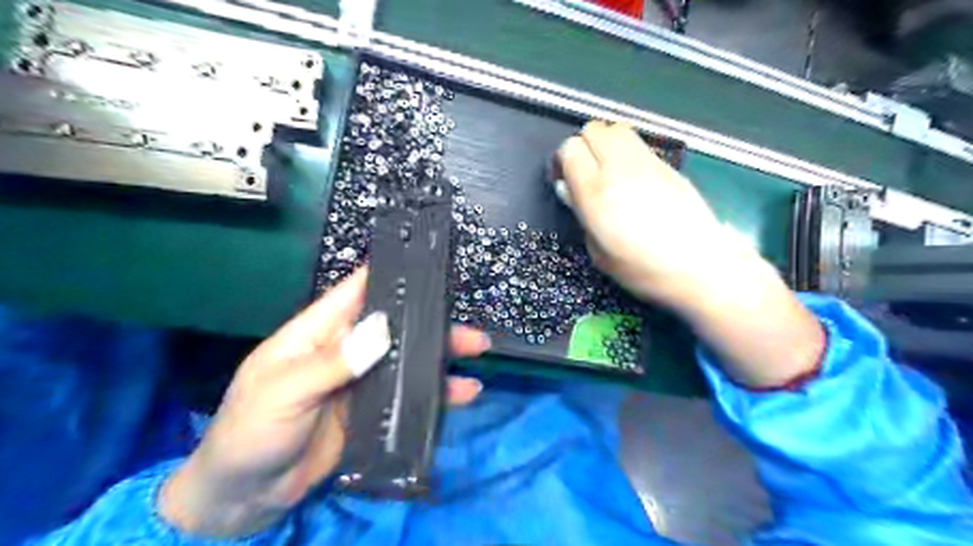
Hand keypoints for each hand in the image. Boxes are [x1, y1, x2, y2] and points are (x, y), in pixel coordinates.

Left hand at [160, 268, 493, 536]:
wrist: (245, 496)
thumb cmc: (250, 431)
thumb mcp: (283, 392)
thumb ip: (332, 363)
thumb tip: (383, 330)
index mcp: (317, 333)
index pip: (356, 292)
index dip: (389, 274)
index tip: (427, 264)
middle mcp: (346, 350)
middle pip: (395, 327)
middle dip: (431, 322)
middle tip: (468, 323)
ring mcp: (362, 382)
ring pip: (408, 360)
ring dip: (441, 355)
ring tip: (477, 351)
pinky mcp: (373, 412)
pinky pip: (409, 396)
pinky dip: (436, 393)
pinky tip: (463, 392)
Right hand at [559, 122, 823, 390]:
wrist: (700, 266)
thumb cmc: (642, 270)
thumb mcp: (599, 253)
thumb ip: (581, 216)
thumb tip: (569, 191)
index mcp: (596, 193)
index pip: (570, 149)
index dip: (562, 161)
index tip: (565, 180)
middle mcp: (619, 169)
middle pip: (593, 130)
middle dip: (583, 146)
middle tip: (585, 172)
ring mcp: (647, 163)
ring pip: (617, 129)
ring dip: (606, 143)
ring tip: (608, 170)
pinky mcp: (668, 165)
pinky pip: (638, 143)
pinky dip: (627, 150)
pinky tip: (632, 177)